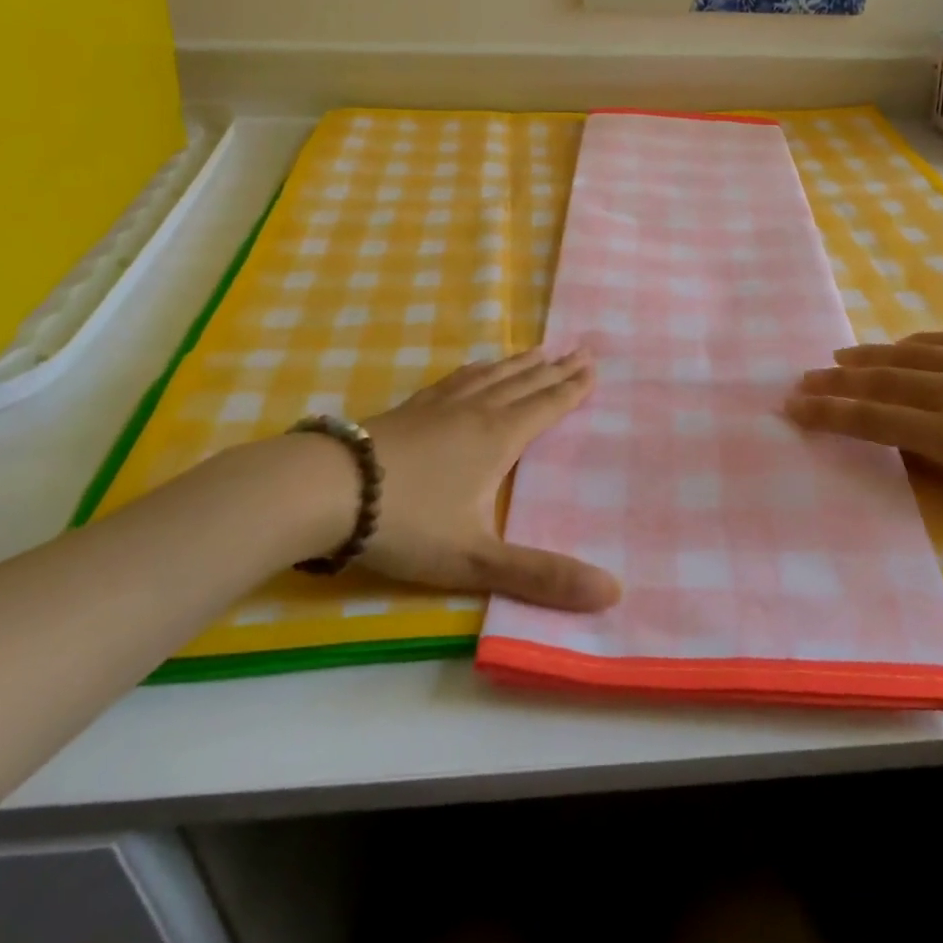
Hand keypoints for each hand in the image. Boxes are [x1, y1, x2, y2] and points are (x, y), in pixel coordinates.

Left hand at [357, 348, 620, 610]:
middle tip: (581, 349)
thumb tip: (613, 593)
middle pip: (525, 383)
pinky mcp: (411, 407)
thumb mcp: (477, 560)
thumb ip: (541, 577)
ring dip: (520, 363)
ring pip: (492, 375)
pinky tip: (476, 368)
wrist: (328, 488)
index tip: (593, 366)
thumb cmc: (408, 523)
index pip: (547, 406)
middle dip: (555, 368)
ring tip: (539, 350)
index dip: (573, 388)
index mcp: (498, 438)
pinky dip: (478, 369)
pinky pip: (457, 378)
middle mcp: (476, 411)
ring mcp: (440, 405)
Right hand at [785, 331, 942, 554]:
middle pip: (885, 379)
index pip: (876, 419)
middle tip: (803, 380)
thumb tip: (901, 433)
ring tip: (840, 359)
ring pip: (913, 353)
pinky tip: (901, 348)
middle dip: (837, 381)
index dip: (829, 412)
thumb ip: (941, 457)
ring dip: (870, 357)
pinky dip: (917, 345)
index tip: (793, 406)